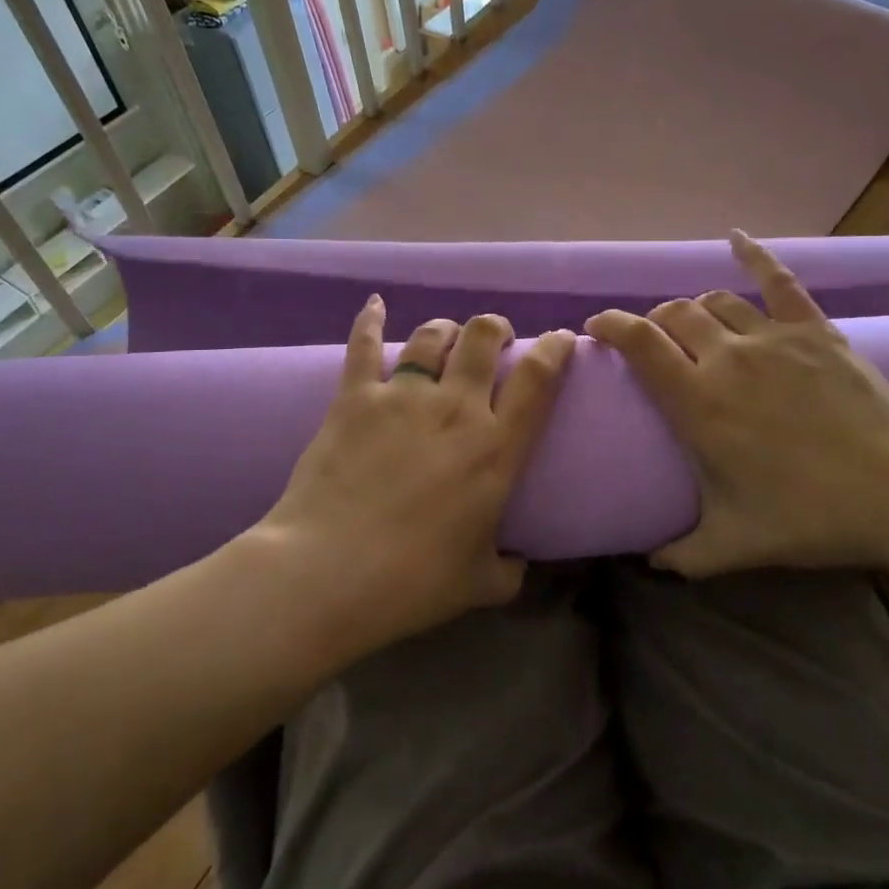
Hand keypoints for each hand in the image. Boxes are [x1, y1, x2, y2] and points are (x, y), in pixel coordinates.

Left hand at [256, 298, 575, 648]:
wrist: (328, 573)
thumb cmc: (413, 581)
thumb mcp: (479, 583)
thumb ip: (509, 569)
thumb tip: (519, 564)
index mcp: (495, 448)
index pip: (539, 378)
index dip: (555, 348)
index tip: (560, 339)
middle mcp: (455, 408)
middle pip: (484, 337)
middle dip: (495, 328)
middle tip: (495, 340)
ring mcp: (403, 397)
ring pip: (433, 336)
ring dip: (446, 329)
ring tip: (447, 335)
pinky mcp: (355, 398)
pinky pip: (365, 346)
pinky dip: (371, 321)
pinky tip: (375, 304)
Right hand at [585, 231, 888, 576]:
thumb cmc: (809, 516)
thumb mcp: (733, 544)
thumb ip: (682, 554)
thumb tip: (650, 564)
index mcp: (697, 401)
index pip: (638, 343)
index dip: (610, 326)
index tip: (596, 329)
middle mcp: (726, 357)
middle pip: (673, 314)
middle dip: (653, 323)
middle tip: (654, 343)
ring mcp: (772, 337)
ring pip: (715, 300)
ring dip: (695, 309)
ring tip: (695, 325)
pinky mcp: (814, 329)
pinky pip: (779, 280)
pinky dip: (755, 256)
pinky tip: (736, 240)